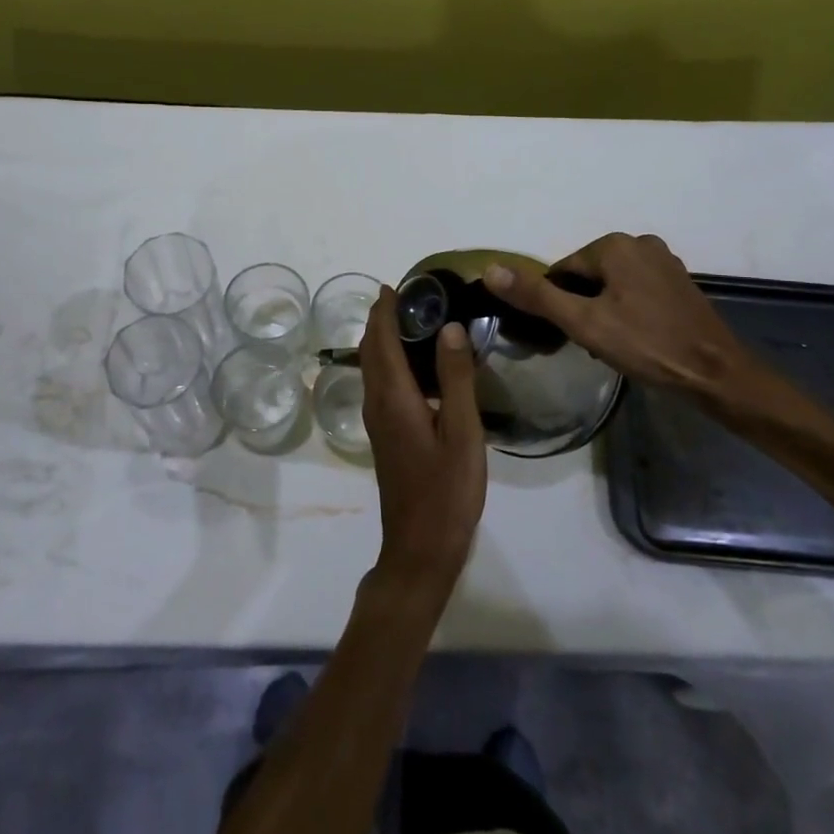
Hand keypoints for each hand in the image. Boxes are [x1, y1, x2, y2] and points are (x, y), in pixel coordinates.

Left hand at [357, 287, 486, 599]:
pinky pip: (380, 383)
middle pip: (370, 350)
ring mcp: (377, 421)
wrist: (420, 548)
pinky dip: (389, 361)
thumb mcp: (462, 433)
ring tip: (412, 321)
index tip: (396, 284)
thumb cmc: (446, 491)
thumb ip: (455, 379)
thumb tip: (450, 328)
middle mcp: (377, 403)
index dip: (384, 310)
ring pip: (372, 367)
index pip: (381, 340)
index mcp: (394, 397)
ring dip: (383, 339)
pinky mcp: (385, 435)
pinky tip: (416, 366)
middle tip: (409, 297)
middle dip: (381, 319)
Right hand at [486, 233, 765, 405]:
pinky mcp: (679, 282)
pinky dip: (628, 311)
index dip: (559, 304)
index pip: (563, 270)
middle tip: (592, 344)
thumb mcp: (583, 323)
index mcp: (614, 245)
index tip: (569, 335)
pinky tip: (636, 339)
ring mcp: (664, 261)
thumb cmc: (646, 345)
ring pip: (612, 285)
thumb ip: (537, 295)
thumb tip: (489, 269)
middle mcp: (639, 242)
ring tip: (614, 346)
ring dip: (604, 311)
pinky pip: (637, 291)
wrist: (717, 374)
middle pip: (588, 276)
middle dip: (582, 307)